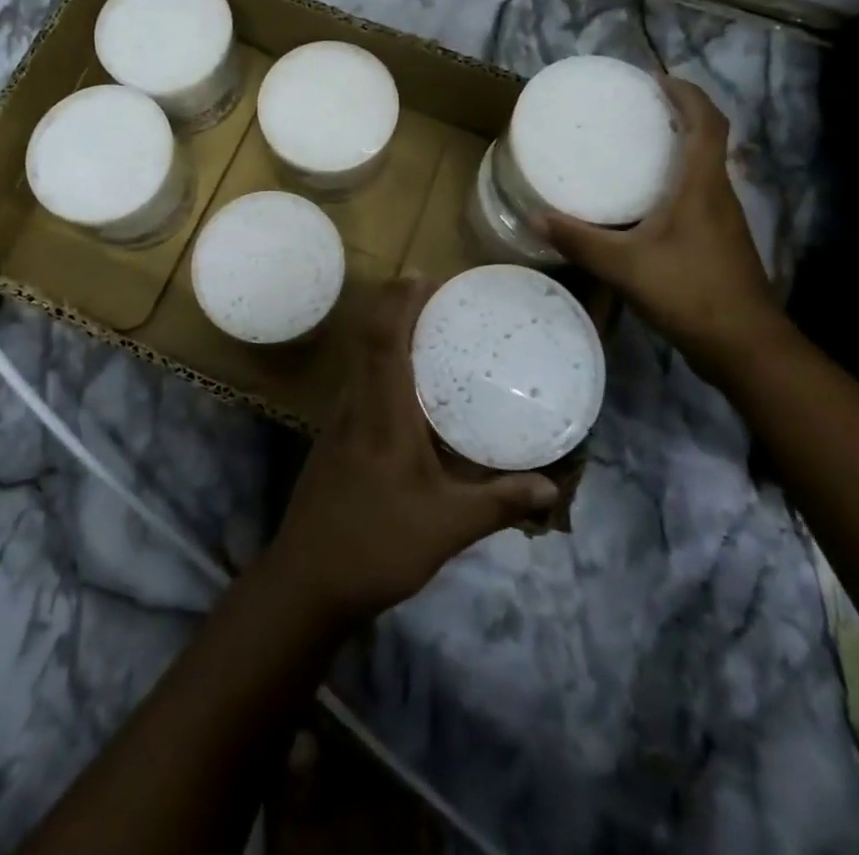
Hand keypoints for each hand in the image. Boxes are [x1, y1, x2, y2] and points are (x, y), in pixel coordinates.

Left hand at [262, 276, 558, 626]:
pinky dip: (381, 366)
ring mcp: (339, 422)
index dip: (400, 302)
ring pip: (360, 360)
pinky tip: (407, 389)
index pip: (384, 340)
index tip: (423, 277)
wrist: (308, 581)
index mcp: (382, 415)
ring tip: (426, 332)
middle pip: (368, 339)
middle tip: (434, 296)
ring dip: (386, 335)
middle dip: (395, 307)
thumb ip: (499, 503)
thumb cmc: (378, 546)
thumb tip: (551, 488)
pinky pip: (359, 384)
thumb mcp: (447, 527)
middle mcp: (356, 406)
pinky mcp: (334, 439)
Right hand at [541, 73, 787, 361]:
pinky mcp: (719, 241)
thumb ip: (579, 240)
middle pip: (708, 139)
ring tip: (635, 147)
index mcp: (703, 185)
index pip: (707, 122)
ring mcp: (723, 219)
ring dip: (678, 148)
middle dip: (679, 115)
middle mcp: (719, 193)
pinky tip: (645, 202)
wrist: (743, 345)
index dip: (687, 94)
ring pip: (704, 168)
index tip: (656, 79)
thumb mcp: (624, 265)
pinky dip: (676, 181)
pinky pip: (699, 194)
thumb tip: (535, 217)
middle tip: (636, 109)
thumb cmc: (689, 291)